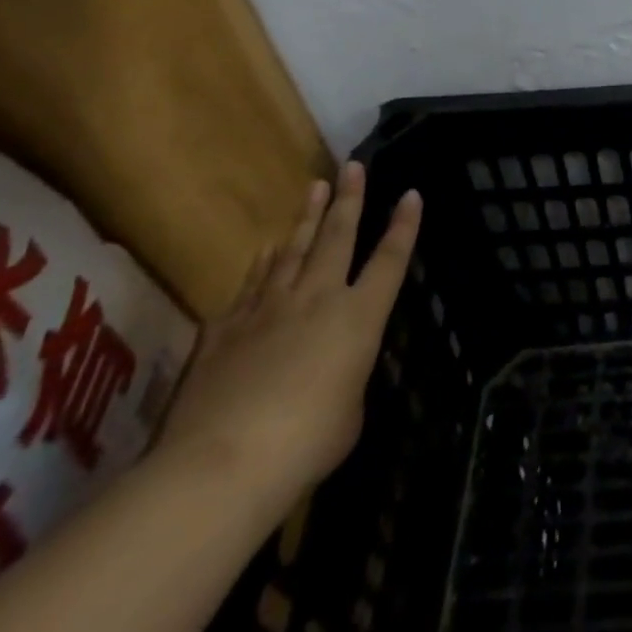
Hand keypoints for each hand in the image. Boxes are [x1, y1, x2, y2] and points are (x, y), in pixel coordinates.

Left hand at [156, 162, 421, 514]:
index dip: (404, 226)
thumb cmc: (305, 445)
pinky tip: (265, 252)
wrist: (220, 465)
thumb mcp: (348, 415)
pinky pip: (251, 285)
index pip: (390, 260)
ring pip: (294, 250)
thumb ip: (346, 380)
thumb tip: (332, 373)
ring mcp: (268, 308)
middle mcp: (318, 298)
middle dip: (350, 199)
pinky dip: (262, 265)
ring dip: (308, 218)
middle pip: (338, 237)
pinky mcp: (225, 329)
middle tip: (354, 165)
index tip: (411, 194)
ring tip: (316, 187)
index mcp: (359, 318)